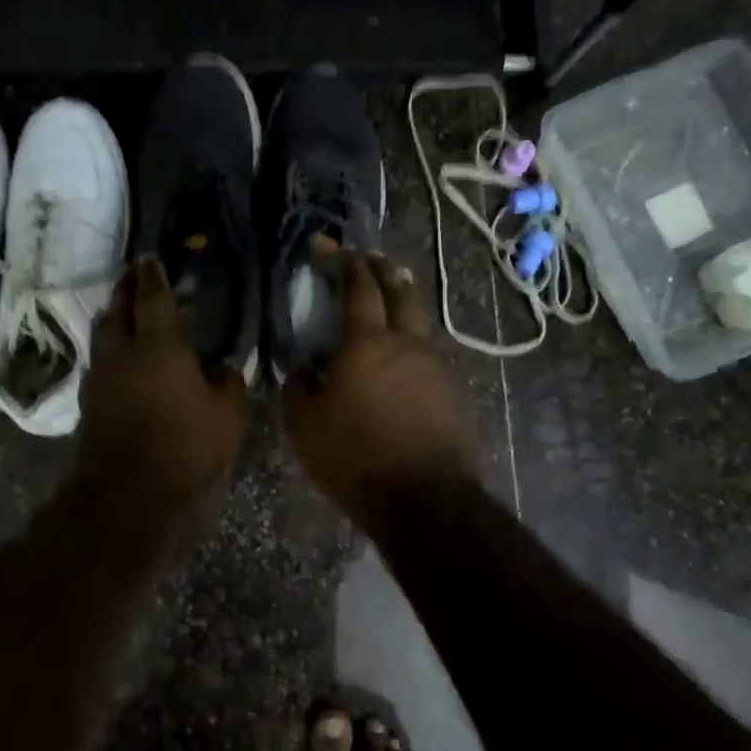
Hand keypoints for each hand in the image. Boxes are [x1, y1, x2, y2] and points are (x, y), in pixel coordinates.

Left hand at [77, 257, 247, 502]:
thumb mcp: (227, 415)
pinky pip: (99, 360)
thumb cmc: (185, 447)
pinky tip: (121, 358)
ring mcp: (101, 375)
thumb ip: (227, 382)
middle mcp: (123, 351)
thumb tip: (223, 366)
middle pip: (118, 307)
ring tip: (125, 312)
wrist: (128, 493)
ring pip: (103, 333)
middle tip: (135, 277)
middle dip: (126, 289)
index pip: (152, 297)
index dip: (152, 275)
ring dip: (114, 316)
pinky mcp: (89, 400)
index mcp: (159, 345)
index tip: (149, 257)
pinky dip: (109, 348)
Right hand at [282, 253, 477, 528]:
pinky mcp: (451, 392)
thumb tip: (304, 369)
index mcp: (367, 344)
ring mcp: (434, 367)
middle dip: (385, 272)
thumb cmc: (355, 457)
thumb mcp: (305, 426)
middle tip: (373, 260)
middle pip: (400, 294)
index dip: (349, 267)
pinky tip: (406, 352)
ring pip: (420, 321)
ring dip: (405, 302)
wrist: (425, 499)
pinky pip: (429, 352)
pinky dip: (414, 339)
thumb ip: (299, 388)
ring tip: (394, 296)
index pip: (359, 291)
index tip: (341, 250)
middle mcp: (406, 344)